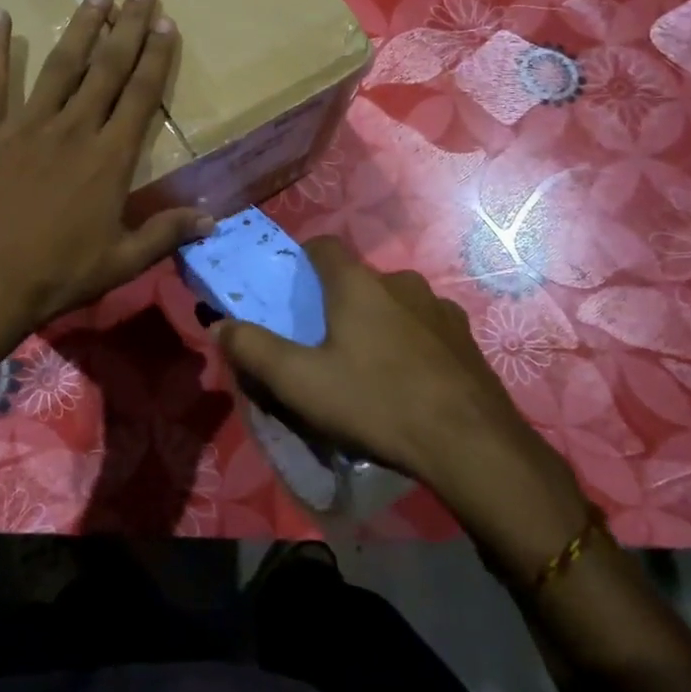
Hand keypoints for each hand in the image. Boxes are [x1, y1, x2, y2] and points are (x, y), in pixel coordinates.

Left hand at [0, 0, 213, 347]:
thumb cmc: (59, 274)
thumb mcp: (122, 261)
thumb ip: (167, 233)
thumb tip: (213, 219)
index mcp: (110, 158)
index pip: (140, 95)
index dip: (155, 57)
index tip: (165, 22)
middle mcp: (74, 129)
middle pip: (106, 69)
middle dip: (126, 27)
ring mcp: (27, 125)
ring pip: (59, 66)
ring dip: (79, 28)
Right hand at [215, 238, 594, 584]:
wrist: (471, 445)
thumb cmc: (376, 402)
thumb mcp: (300, 382)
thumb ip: (254, 349)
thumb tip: (218, 324)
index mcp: (358, 284)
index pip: (323, 246)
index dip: (302, 258)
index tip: (290, 286)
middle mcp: (401, 283)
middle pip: (358, 279)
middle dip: (337, 301)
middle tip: (323, 341)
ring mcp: (440, 310)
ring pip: (394, 304)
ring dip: (377, 322)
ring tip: (367, 365)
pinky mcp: (465, 340)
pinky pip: (424, 329)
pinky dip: (409, 343)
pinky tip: (407, 382)